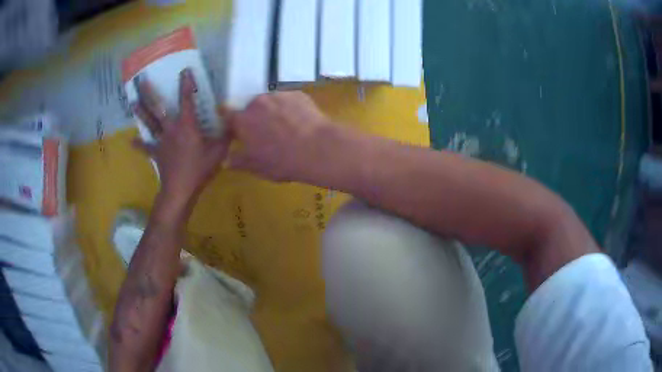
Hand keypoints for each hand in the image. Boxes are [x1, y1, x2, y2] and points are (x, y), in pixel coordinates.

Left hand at [132, 68, 230, 201]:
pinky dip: (139, 145)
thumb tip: (235, 121)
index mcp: (186, 125)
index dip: (186, 84)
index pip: (186, 100)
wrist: (180, 190)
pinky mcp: (156, 154)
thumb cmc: (199, 170)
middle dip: (150, 94)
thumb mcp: (219, 152)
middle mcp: (171, 129)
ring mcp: (161, 141)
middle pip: (158, 109)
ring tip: (133, 102)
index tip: (184, 71)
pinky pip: (146, 148)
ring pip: (149, 124)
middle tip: (142, 81)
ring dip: (141, 112)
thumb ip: (227, 135)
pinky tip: (131, 142)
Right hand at [223, 91, 331, 181]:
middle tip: (265, 133)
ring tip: (286, 128)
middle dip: (254, 117)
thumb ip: (239, 161)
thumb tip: (226, 160)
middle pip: (250, 107)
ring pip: (270, 102)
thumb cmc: (283, 161)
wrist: (319, 148)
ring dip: (272, 111)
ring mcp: (278, 95)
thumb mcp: (258, 166)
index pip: (225, 111)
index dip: (228, 118)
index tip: (233, 126)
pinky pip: (287, 100)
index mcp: (243, 120)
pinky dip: (289, 109)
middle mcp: (257, 102)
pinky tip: (300, 123)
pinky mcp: (297, 94)